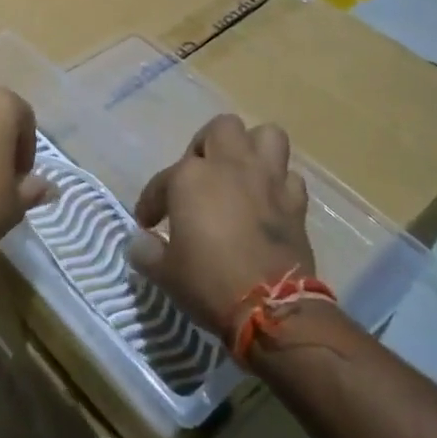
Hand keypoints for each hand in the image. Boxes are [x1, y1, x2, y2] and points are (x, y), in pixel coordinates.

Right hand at [127, 114, 318, 340]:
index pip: (162, 181)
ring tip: (239, 173)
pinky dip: (279, 184)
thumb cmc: (209, 283)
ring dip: (252, 150)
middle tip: (199, 175)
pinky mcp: (295, 202)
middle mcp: (230, 166)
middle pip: (221, 129)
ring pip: (266, 136)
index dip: (151, 202)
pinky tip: (268, 201)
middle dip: (207, 146)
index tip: (148, 225)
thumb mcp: (165, 272)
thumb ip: (147, 251)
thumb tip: (141, 243)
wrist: (272, 308)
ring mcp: (267, 180)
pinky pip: (289, 176)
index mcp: (191, 177)